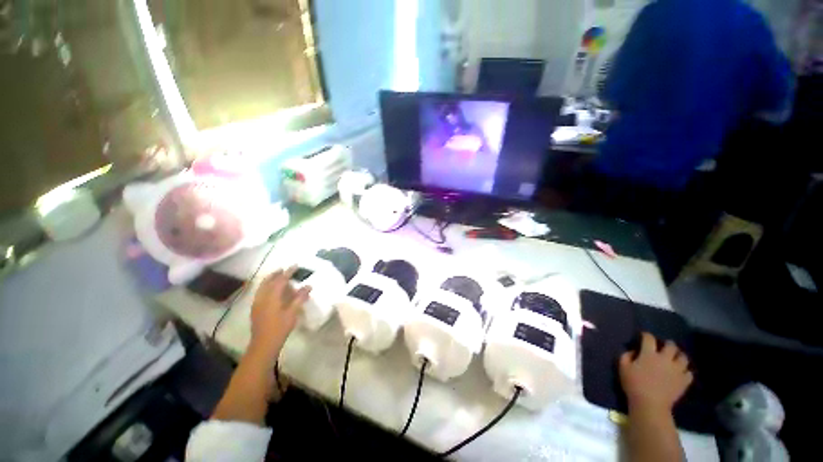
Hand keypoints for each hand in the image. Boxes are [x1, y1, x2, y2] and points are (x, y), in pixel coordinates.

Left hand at [249, 266, 310, 360]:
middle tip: (284, 269)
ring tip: (278, 277)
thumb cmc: (280, 328)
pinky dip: (266, 287)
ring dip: (270, 280)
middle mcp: (262, 297)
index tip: (296, 265)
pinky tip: (271, 291)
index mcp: (271, 297)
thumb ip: (300, 298)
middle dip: (276, 274)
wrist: (263, 344)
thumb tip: (309, 285)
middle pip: (268, 281)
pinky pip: (260, 293)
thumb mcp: (292, 313)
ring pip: (262, 287)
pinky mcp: (255, 309)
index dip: (289, 272)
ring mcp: (257, 303)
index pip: (280, 280)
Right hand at [619, 332, 692, 413]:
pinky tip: (680, 373)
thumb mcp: (623, 368)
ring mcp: (677, 370)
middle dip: (667, 344)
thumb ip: (626, 356)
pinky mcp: (684, 381)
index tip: (643, 336)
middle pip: (671, 346)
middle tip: (663, 347)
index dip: (646, 335)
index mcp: (649, 354)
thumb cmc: (634, 384)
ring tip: (675, 359)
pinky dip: (685, 371)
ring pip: (683, 357)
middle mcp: (665, 359)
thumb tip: (633, 351)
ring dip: (679, 356)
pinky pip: (689, 373)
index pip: (649, 338)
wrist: (650, 404)